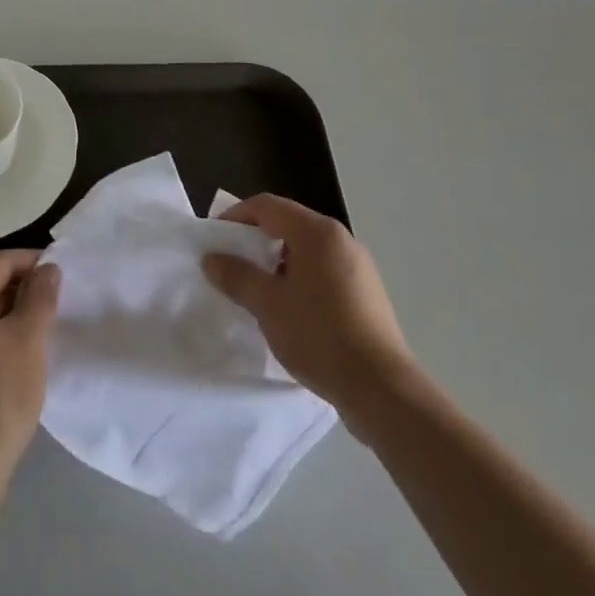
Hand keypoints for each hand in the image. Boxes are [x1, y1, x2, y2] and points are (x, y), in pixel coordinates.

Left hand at [0, 250, 60, 472]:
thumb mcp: (29, 338)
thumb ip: (41, 296)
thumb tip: (48, 268)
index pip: (0, 261)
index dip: (33, 262)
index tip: (62, 275)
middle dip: (22, 289)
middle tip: (55, 304)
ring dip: (9, 314)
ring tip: (41, 329)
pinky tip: (16, 357)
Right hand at [202, 195, 416, 441]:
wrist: (382, 390)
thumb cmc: (320, 337)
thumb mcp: (268, 306)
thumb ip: (237, 276)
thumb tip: (212, 258)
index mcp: (317, 232)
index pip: (267, 206)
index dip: (236, 216)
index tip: (214, 239)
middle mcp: (340, 239)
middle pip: (288, 224)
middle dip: (255, 240)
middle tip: (232, 265)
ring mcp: (358, 265)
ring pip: (306, 249)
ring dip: (277, 262)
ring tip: (257, 291)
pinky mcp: (366, 292)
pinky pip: (323, 270)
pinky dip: (300, 278)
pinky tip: (290, 310)